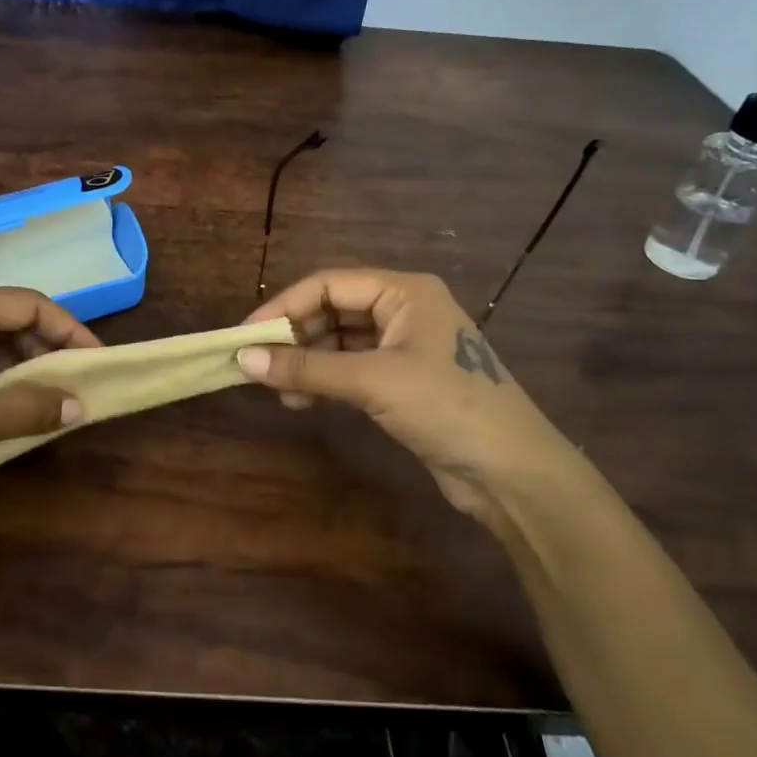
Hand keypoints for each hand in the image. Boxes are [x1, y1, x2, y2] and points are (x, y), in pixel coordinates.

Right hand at [238, 269, 580, 522]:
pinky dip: (325, 381)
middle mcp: (404, 310)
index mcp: (404, 291)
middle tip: (257, 364)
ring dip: (307, 362)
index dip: (283, 306)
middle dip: (294, 336)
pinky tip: (302, 402)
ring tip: (277, 389)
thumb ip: (306, 369)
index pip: (328, 284)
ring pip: (339, 341)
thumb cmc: (447, 407)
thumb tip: (243, 359)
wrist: (514, 472)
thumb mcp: (372, 381)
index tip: (246, 335)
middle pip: (332, 310)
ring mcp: (405, 346)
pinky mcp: (404, 380)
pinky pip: (352, 368)